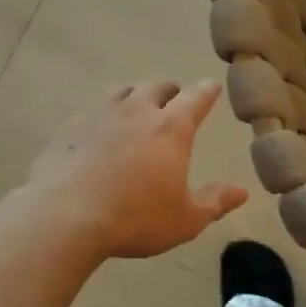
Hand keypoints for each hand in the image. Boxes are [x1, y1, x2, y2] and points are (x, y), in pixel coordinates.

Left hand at [24, 81, 248, 259]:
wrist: (63, 218)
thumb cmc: (135, 218)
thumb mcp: (185, 219)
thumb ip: (215, 202)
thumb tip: (242, 192)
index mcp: (171, 128)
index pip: (195, 98)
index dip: (207, 92)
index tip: (212, 87)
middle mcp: (136, 111)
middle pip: (157, 88)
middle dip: (171, 92)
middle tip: (175, 101)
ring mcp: (99, 115)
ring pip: (122, 92)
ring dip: (135, 96)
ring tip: (137, 108)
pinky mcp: (69, 128)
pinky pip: (92, 111)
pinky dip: (103, 115)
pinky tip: (99, 132)